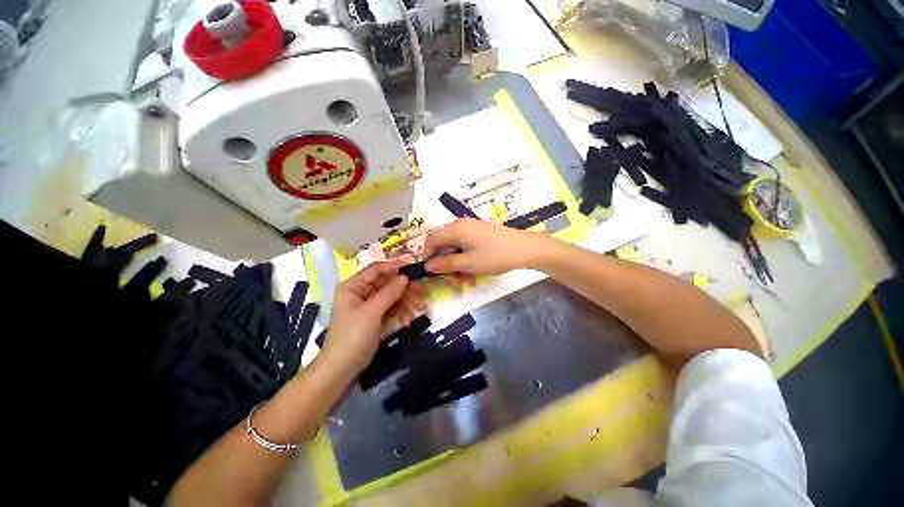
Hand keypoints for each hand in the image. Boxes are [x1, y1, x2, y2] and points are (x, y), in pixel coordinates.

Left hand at [321, 261, 425, 373]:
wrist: (342, 369)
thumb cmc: (352, 337)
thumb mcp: (371, 313)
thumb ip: (389, 293)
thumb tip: (405, 276)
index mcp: (353, 286)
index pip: (376, 269)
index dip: (395, 267)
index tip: (414, 268)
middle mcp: (361, 292)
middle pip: (388, 283)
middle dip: (405, 289)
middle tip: (423, 292)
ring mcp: (369, 304)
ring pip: (393, 296)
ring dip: (406, 302)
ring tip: (420, 309)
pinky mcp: (376, 316)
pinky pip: (392, 308)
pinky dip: (401, 312)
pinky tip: (407, 322)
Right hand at [423, 219, 545, 275]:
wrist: (525, 248)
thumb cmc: (496, 255)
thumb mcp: (469, 263)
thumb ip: (446, 264)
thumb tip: (427, 265)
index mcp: (455, 229)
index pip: (431, 240)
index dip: (427, 256)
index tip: (432, 272)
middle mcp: (460, 225)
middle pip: (442, 244)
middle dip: (445, 263)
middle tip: (453, 281)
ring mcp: (471, 228)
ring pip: (454, 247)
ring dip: (456, 264)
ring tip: (466, 279)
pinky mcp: (479, 234)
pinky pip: (465, 246)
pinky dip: (465, 259)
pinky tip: (473, 270)